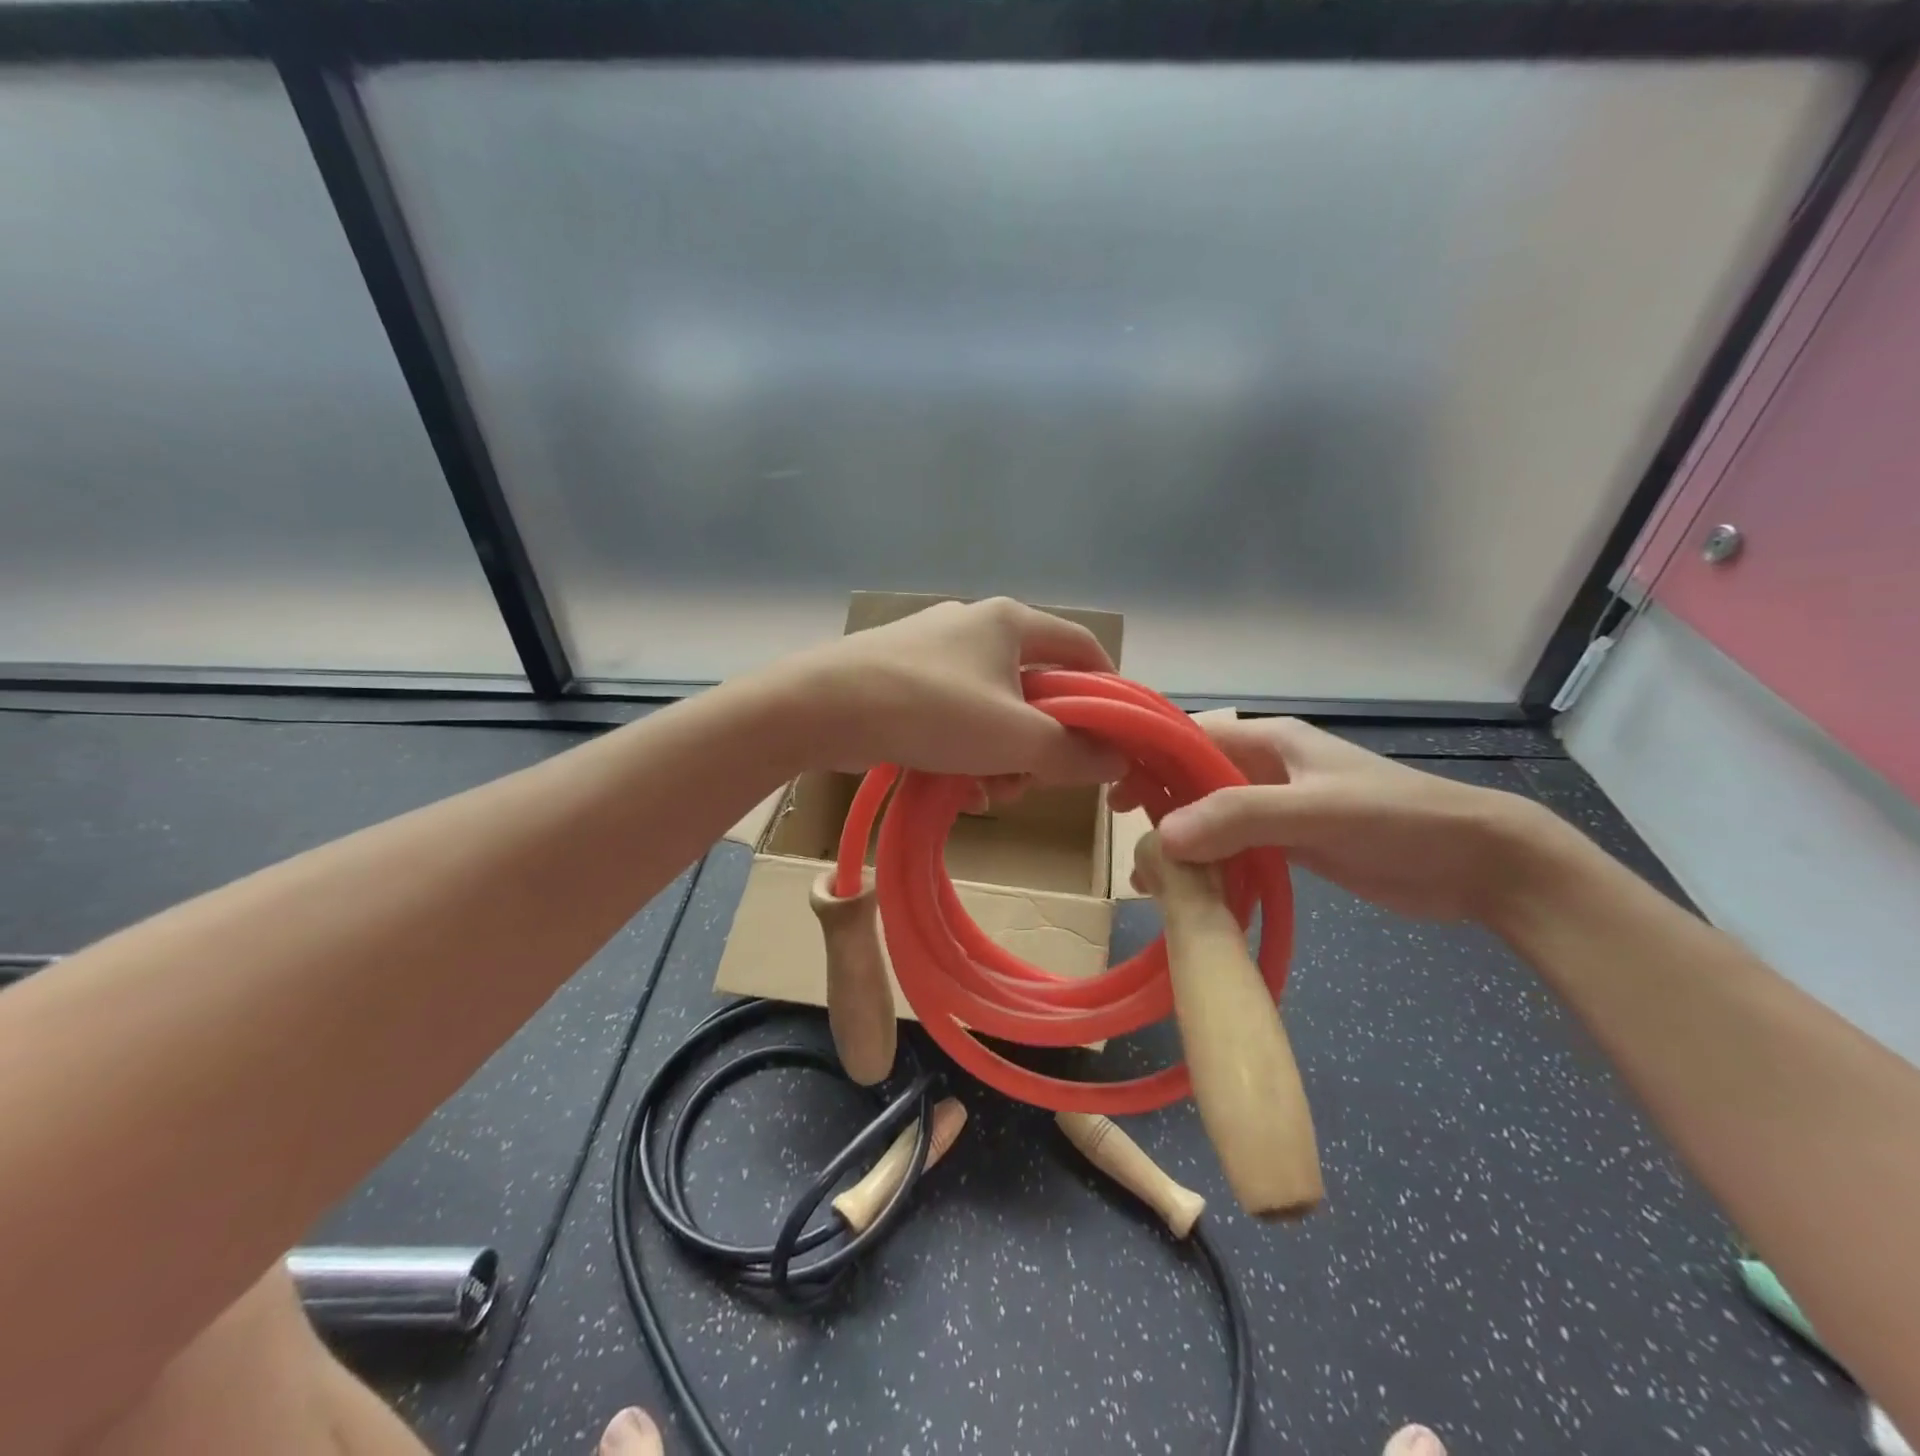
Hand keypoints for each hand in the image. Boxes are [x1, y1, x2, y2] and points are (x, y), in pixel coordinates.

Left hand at [780, 598, 1126, 784]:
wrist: (821, 708)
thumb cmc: (931, 711)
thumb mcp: (1014, 738)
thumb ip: (1073, 751)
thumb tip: (1116, 760)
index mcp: (1011, 622)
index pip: (1083, 647)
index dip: (1107, 690)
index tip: (1112, 736)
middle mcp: (974, 626)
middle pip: (1035, 687)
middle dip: (1041, 742)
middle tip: (1034, 782)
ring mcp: (933, 650)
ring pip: (993, 708)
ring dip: (1002, 755)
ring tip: (989, 794)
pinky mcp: (902, 676)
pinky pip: (953, 714)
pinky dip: (964, 750)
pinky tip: (955, 786)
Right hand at [1118, 717, 1552, 922]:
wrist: (1477, 862)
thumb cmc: (1395, 818)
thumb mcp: (1315, 811)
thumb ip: (1239, 818)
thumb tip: (1161, 837)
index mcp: (1268, 739)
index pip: (1189, 735)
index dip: (1147, 754)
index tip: (1112, 787)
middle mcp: (1263, 768)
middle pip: (1191, 776)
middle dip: (1156, 800)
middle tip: (1123, 835)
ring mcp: (1275, 807)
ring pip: (1208, 815)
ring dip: (1178, 839)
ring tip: (1146, 875)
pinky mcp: (1288, 843)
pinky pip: (1232, 847)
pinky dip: (1207, 864)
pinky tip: (1186, 889)